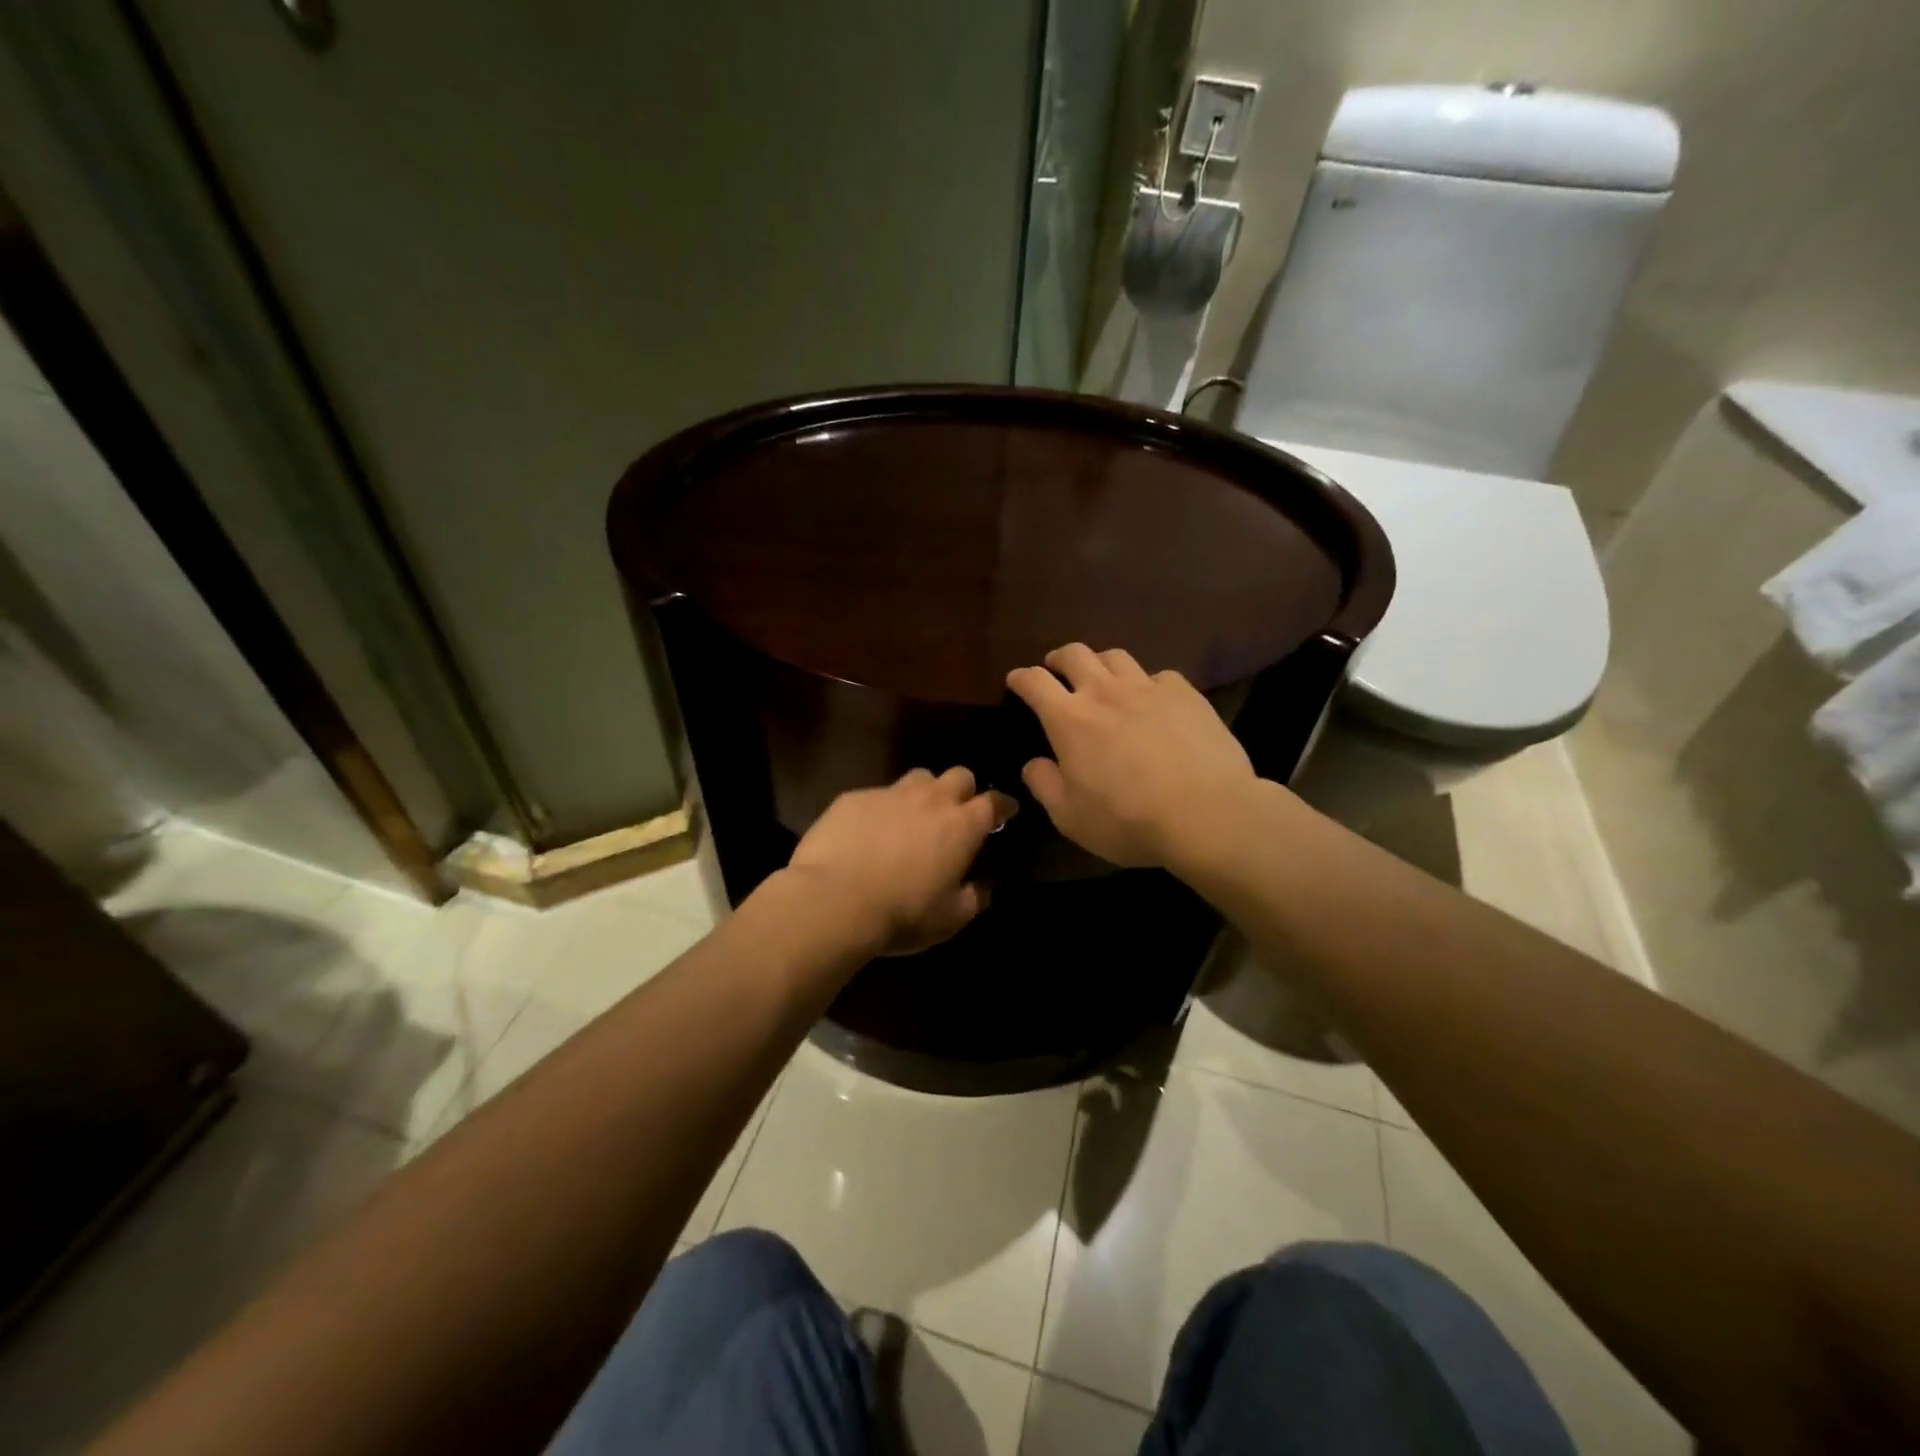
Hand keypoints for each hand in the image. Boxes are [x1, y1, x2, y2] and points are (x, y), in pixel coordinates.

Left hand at [786, 767, 1011, 955]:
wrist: (833, 900)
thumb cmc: (902, 913)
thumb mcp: (949, 920)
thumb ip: (973, 899)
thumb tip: (982, 887)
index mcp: (961, 826)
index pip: (994, 802)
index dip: (1003, 805)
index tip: (1006, 811)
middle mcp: (930, 800)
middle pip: (959, 776)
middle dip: (964, 790)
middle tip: (957, 812)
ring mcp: (890, 793)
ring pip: (918, 778)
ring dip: (924, 793)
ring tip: (913, 816)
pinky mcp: (854, 797)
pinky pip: (877, 794)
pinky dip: (882, 808)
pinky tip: (869, 831)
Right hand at [1006, 643, 1257, 868]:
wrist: (1206, 813)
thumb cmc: (1127, 820)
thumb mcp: (1070, 816)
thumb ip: (1044, 785)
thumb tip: (1033, 764)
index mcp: (1069, 719)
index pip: (1034, 682)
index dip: (1020, 677)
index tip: (1015, 680)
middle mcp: (1105, 692)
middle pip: (1075, 654)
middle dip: (1059, 658)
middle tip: (1055, 668)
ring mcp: (1148, 688)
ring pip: (1116, 656)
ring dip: (1101, 663)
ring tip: (1102, 677)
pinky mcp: (1185, 694)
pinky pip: (1159, 675)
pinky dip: (1147, 683)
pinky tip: (1153, 699)